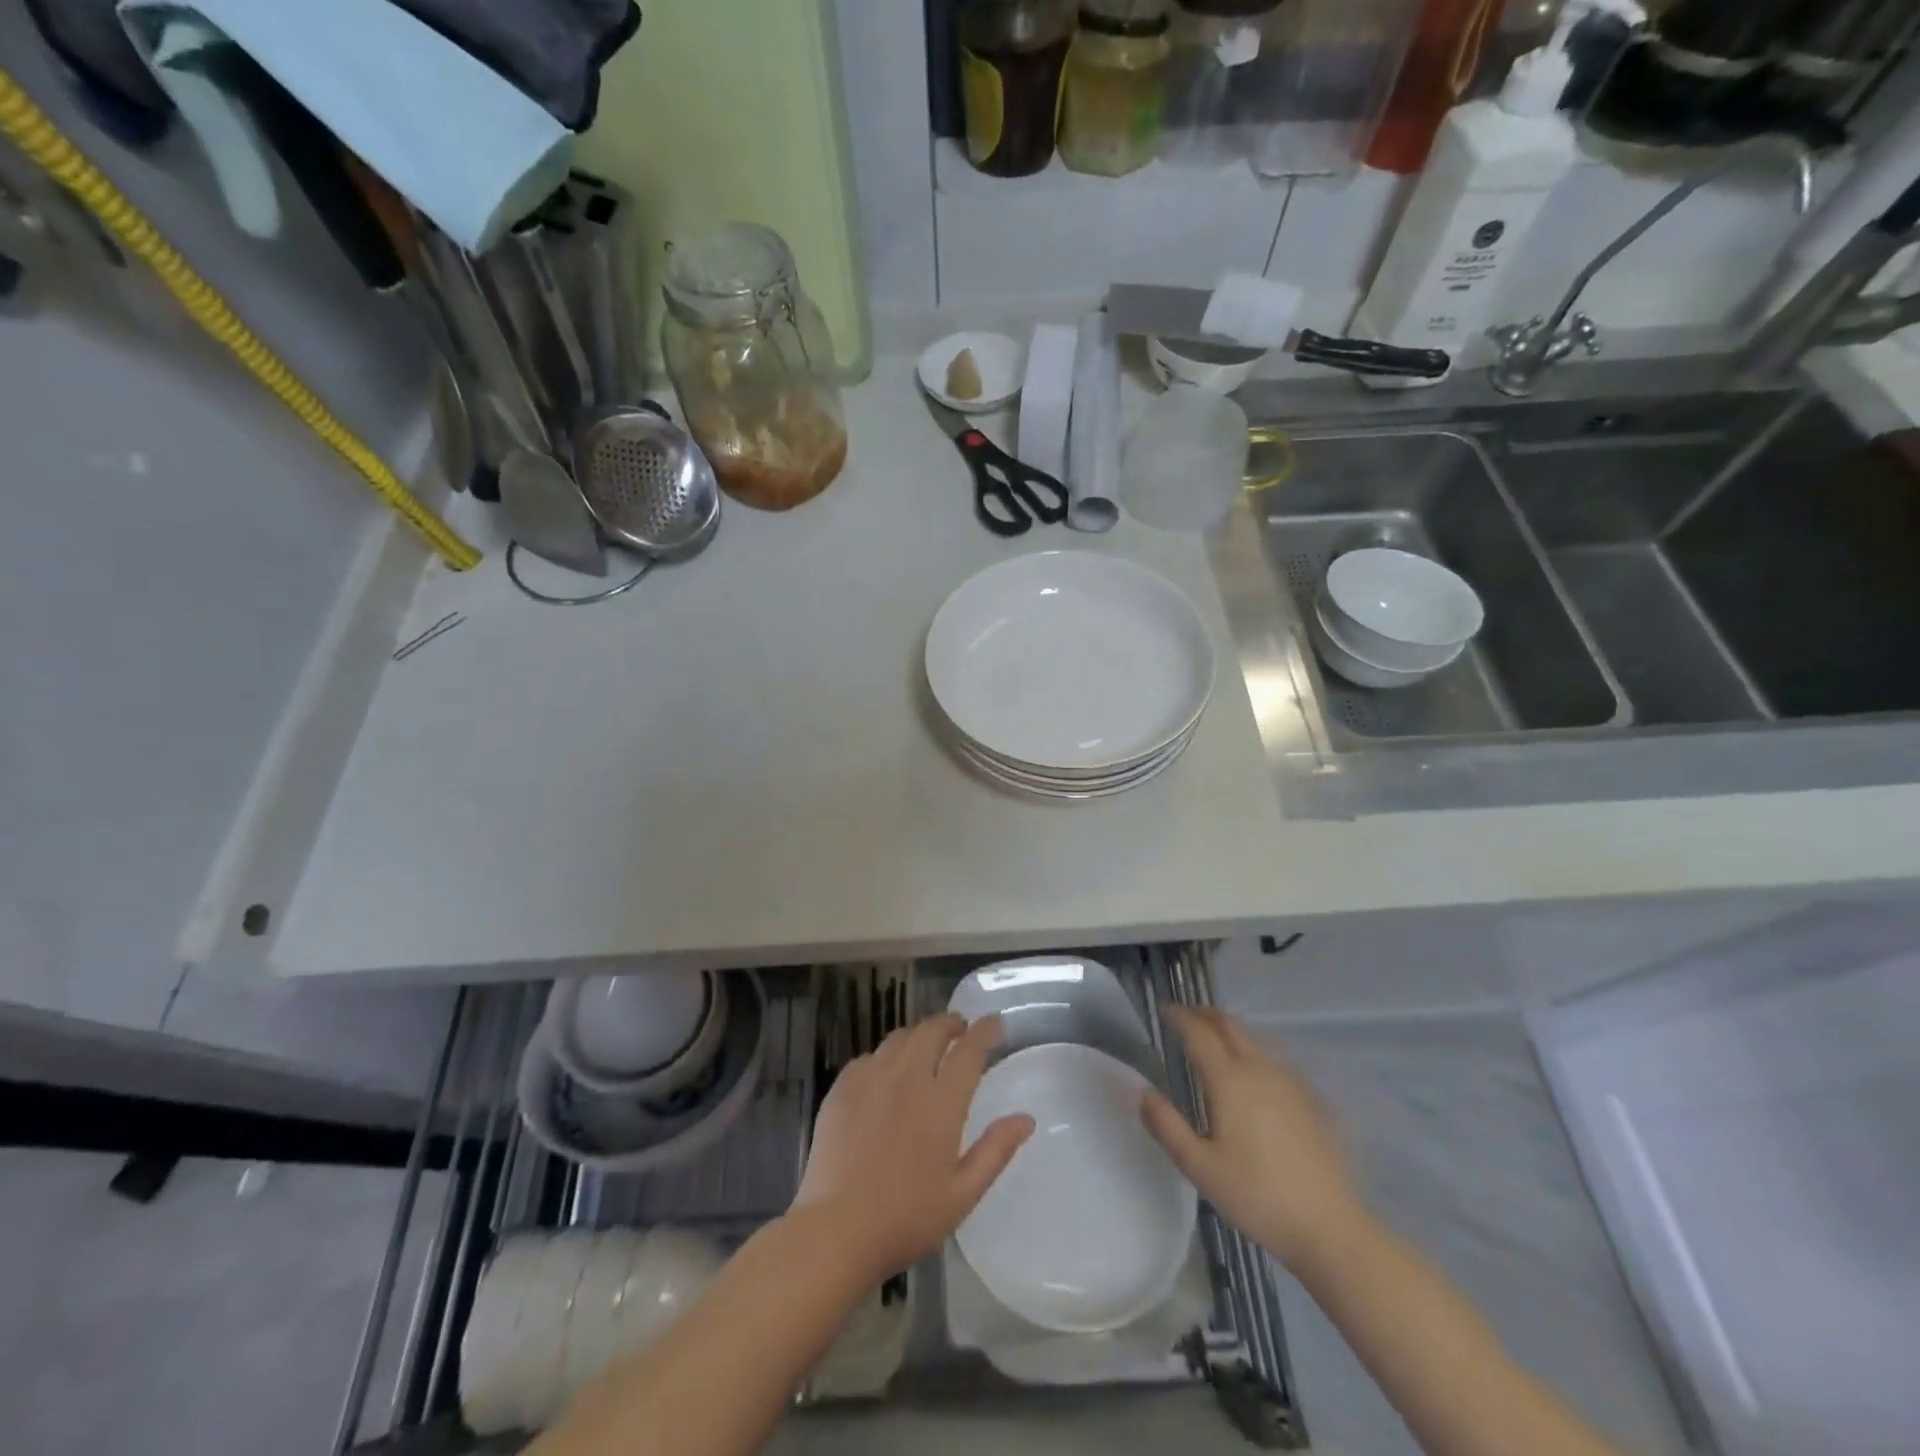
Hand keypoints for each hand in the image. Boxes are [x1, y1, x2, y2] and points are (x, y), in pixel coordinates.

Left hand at [793, 1012, 1033, 1282]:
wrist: (836, 1230)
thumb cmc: (906, 1218)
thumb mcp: (962, 1194)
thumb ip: (995, 1151)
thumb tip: (1026, 1118)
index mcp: (941, 1102)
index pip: (969, 1049)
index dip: (985, 1031)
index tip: (995, 1024)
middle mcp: (907, 1078)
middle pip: (932, 1030)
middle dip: (951, 1024)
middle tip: (961, 1031)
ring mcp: (871, 1079)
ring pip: (900, 1038)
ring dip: (919, 1036)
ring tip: (926, 1049)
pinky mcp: (842, 1088)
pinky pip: (869, 1056)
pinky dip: (886, 1057)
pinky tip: (886, 1075)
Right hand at [1141, 1007, 1362, 1271]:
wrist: (1330, 1228)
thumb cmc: (1256, 1196)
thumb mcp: (1199, 1167)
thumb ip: (1165, 1125)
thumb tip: (1138, 1090)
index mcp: (1229, 1080)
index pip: (1199, 1033)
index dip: (1180, 1017)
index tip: (1165, 1011)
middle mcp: (1259, 1070)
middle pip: (1230, 1026)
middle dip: (1206, 1015)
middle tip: (1187, 1016)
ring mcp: (1290, 1083)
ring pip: (1255, 1040)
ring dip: (1231, 1030)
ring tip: (1215, 1038)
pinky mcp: (1311, 1101)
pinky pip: (1275, 1060)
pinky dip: (1254, 1051)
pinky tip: (1253, 1073)